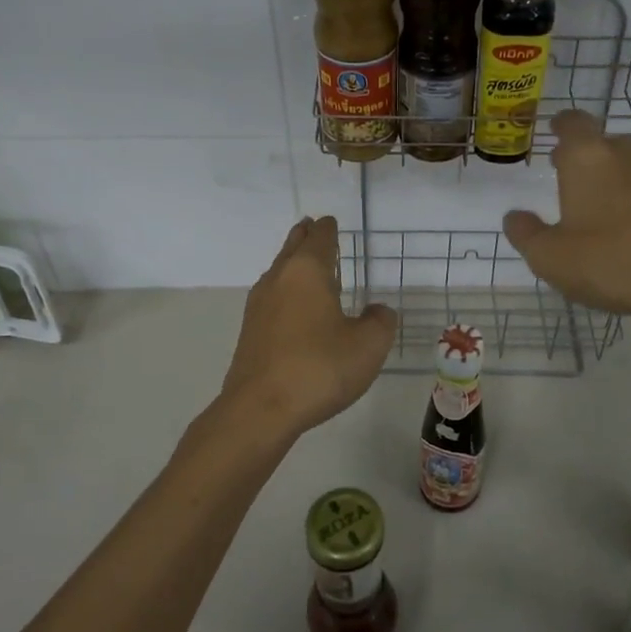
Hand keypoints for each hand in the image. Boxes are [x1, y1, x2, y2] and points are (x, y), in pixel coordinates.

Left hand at [220, 216, 396, 436]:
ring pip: (278, 273)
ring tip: (304, 263)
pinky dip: (285, 291)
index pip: (319, 239)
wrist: (260, 409)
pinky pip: (271, 298)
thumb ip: (380, 321)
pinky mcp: (250, 333)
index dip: (328, 229)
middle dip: (304, 237)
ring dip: (291, 263)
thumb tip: (377, 311)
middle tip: (311, 227)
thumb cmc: (319, 368)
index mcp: (307, 272)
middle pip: (291, 248)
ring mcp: (259, 307)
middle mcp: (278, 280)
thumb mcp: (368, 345)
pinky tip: (293, 307)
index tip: (330, 221)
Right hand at [503, 111, 630, 324]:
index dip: (562, 124)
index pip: (574, 122)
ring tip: (603, 202)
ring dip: (616, 173)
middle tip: (570, 176)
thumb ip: (526, 233)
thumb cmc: (608, 263)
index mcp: (588, 158)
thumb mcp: (549, 257)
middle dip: (586, 154)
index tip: (555, 130)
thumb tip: (515, 216)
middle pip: (605, 141)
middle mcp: (627, 154)